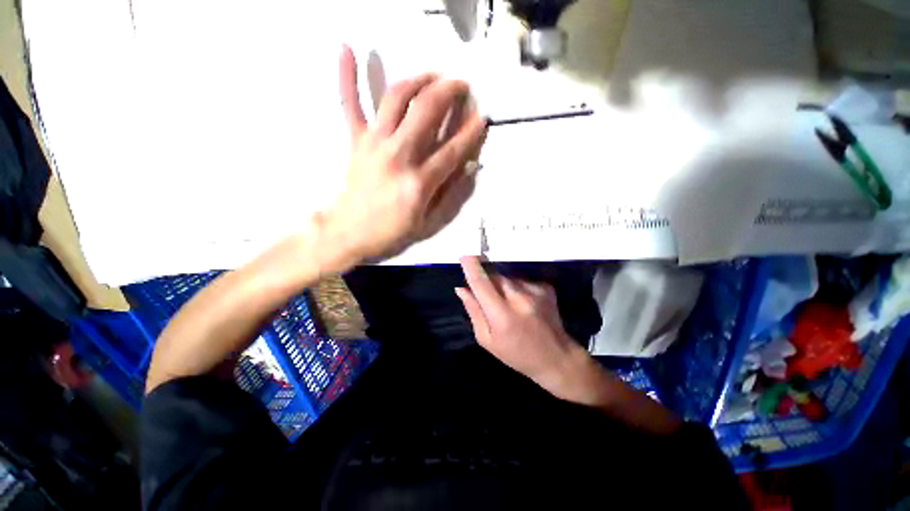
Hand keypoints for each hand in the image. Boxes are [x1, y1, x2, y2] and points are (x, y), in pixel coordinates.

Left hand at [319, 46, 486, 264]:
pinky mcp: (355, 141)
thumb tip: (468, 167)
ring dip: (418, 80)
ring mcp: (374, 144)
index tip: (482, 117)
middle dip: (449, 91)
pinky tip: (347, 48)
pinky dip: (346, 76)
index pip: (452, 149)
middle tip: (462, 85)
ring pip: (396, 98)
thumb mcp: (428, 223)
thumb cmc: (391, 231)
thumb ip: (451, 196)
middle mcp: (398, 156)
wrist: (349, 232)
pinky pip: (349, 104)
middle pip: (426, 111)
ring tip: (433, 75)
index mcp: (419, 182)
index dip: (471, 132)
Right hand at [456, 256, 602, 401]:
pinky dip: (517, 288)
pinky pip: (521, 280)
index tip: (465, 255)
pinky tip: (523, 304)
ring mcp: (535, 291)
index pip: (482, 284)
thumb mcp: (487, 340)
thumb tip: (462, 289)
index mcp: (502, 315)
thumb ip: (474, 312)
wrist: (556, 357)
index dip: (472, 268)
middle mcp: (519, 298)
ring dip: (502, 286)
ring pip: (508, 278)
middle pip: (495, 277)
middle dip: (487, 280)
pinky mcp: (545, 287)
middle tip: (489, 296)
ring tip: (509, 305)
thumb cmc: (516, 354)